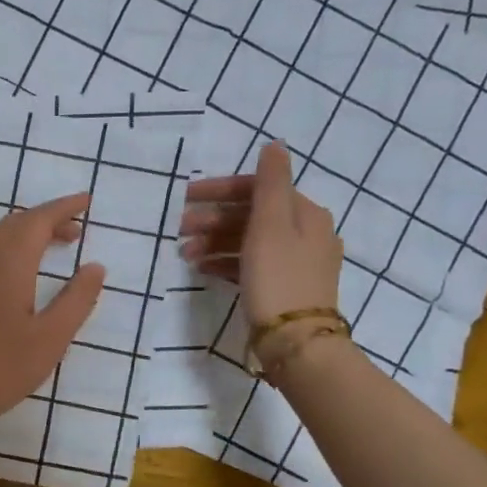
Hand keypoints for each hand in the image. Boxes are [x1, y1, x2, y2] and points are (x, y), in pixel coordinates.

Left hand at [0, 193, 106, 442]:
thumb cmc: (1, 368)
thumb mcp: (51, 337)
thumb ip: (77, 299)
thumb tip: (95, 266)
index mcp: (9, 264)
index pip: (38, 220)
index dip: (64, 207)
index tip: (88, 201)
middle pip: (17, 223)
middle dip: (48, 218)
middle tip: (78, 228)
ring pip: (1, 238)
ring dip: (30, 233)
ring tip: (59, 246)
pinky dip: (15, 249)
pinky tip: (27, 273)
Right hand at [179, 141, 342, 322]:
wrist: (296, 341)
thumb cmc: (278, 277)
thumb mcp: (271, 224)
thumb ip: (271, 182)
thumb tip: (274, 144)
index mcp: (306, 213)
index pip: (258, 189)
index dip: (221, 190)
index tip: (186, 198)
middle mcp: (306, 233)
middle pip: (253, 215)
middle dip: (213, 219)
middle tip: (180, 230)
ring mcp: (296, 262)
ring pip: (249, 241)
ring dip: (215, 242)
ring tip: (187, 254)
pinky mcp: (284, 287)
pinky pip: (250, 264)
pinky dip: (226, 262)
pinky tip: (204, 269)